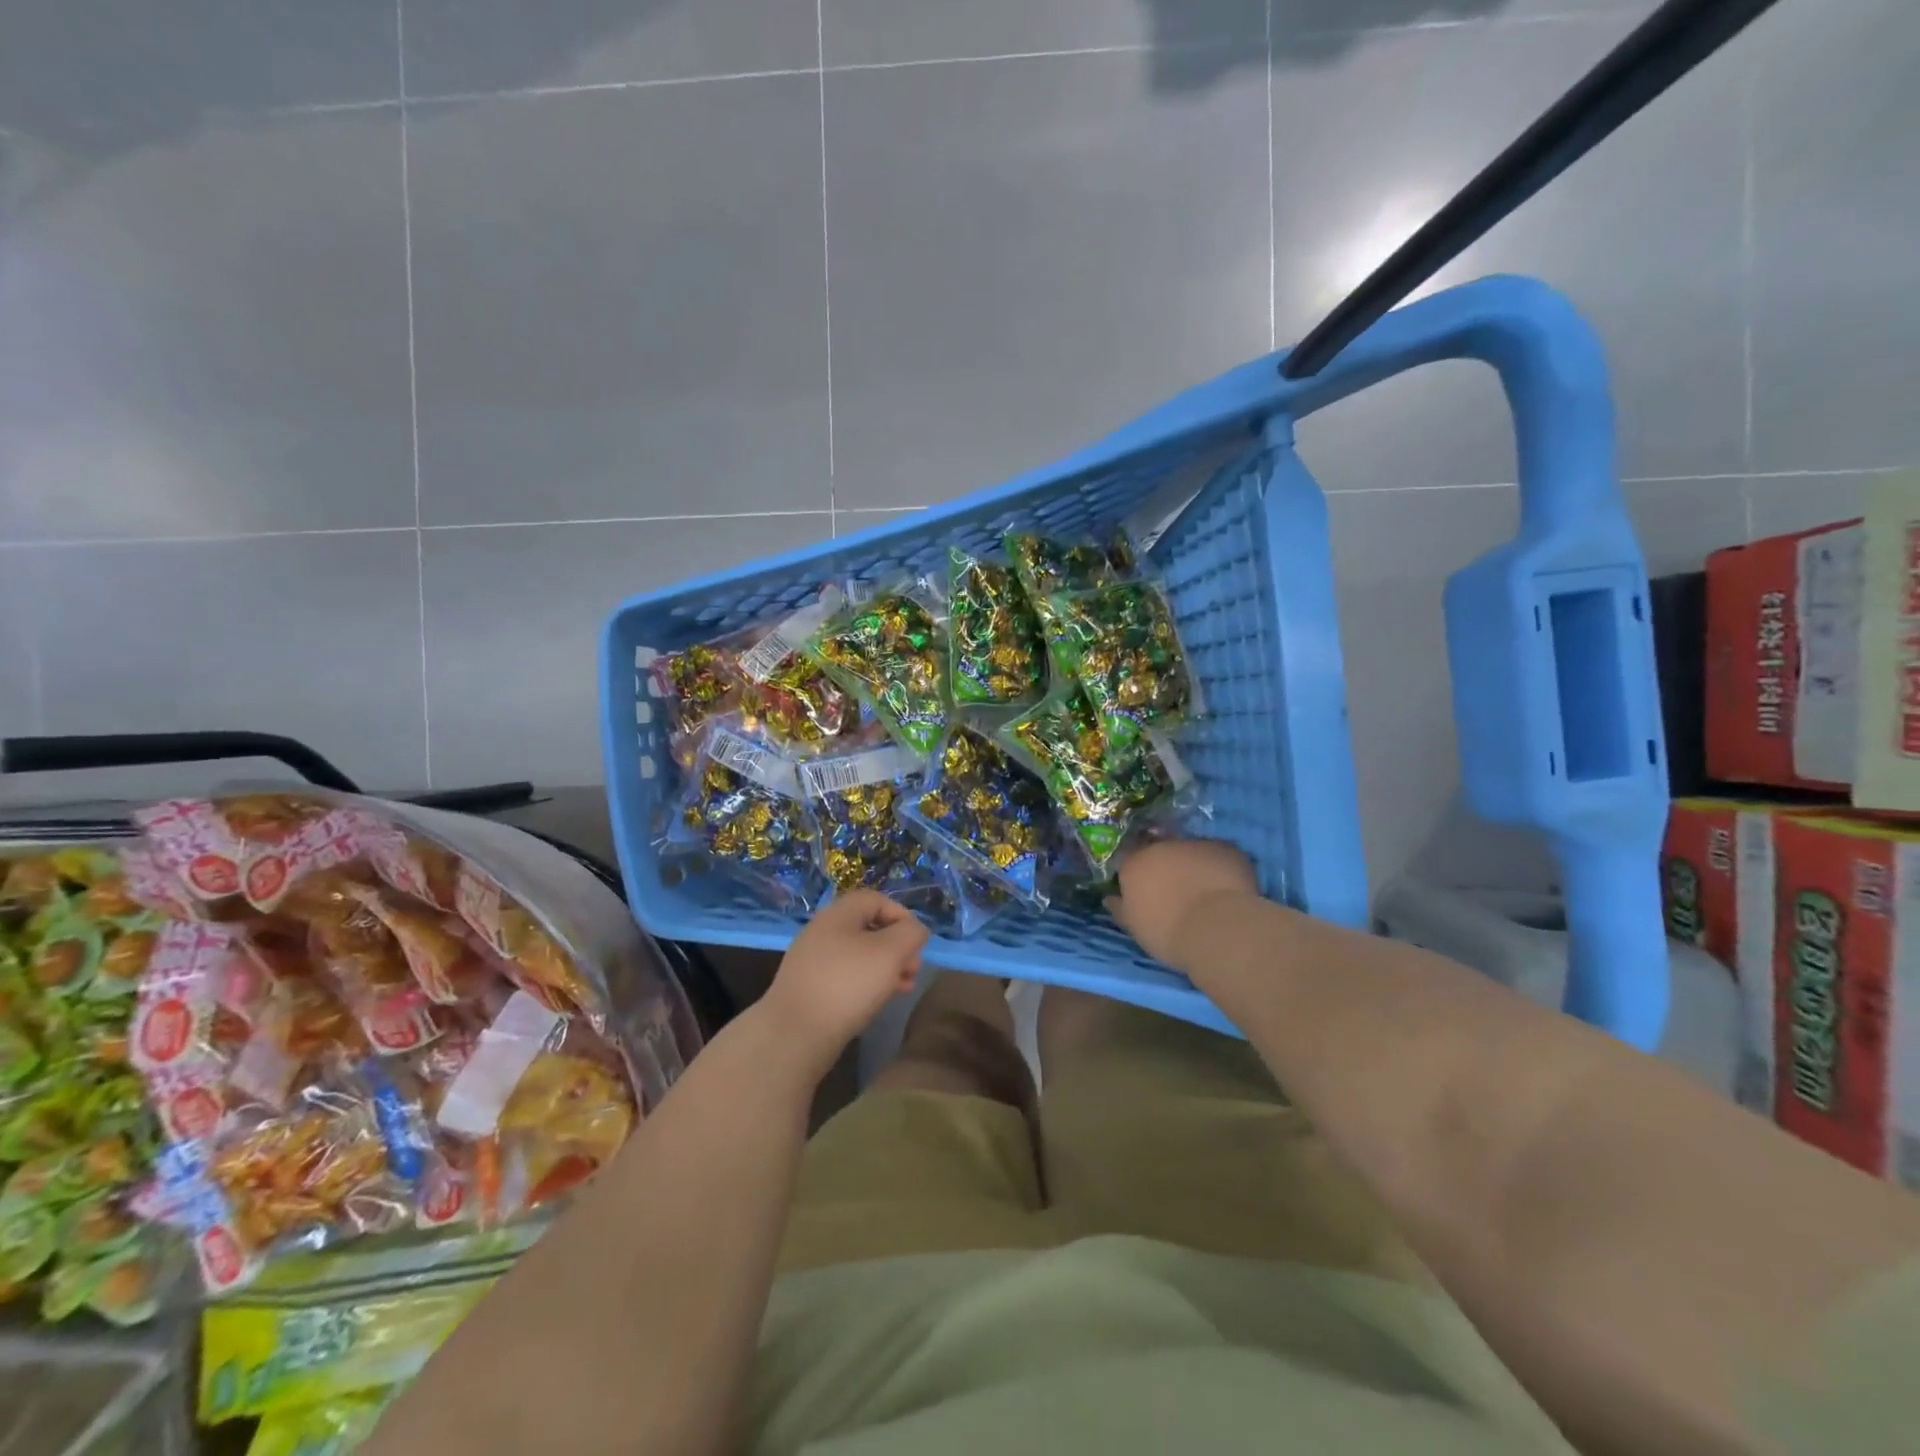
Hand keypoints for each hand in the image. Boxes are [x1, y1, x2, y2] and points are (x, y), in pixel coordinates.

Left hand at [763, 890, 928, 1065]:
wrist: (794, 1033)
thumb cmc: (847, 984)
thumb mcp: (890, 953)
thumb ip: (910, 934)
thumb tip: (915, 930)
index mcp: (839, 914)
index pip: (877, 899)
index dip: (902, 915)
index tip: (918, 942)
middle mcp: (822, 930)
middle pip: (869, 927)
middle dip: (897, 946)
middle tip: (913, 970)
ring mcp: (812, 959)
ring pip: (858, 954)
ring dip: (885, 967)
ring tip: (902, 988)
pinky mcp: (808, 986)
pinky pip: (844, 975)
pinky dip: (865, 983)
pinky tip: (875, 1002)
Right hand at [1107, 838, 1259, 966]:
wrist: (1218, 929)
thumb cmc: (1169, 933)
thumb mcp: (1135, 927)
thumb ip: (1121, 908)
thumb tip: (1110, 898)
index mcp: (1134, 863)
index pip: (1129, 859)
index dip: (1138, 875)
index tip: (1145, 891)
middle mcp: (1162, 846)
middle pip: (1161, 850)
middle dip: (1166, 866)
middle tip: (1176, 892)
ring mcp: (1196, 844)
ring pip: (1191, 851)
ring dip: (1194, 865)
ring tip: (1206, 893)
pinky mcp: (1227, 848)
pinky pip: (1219, 856)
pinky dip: (1221, 868)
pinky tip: (1228, 889)